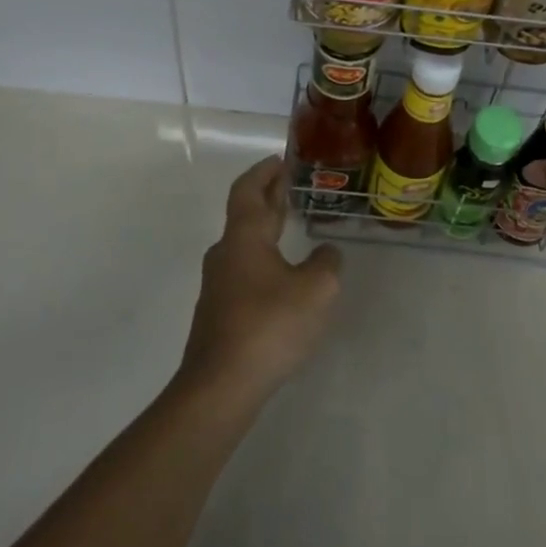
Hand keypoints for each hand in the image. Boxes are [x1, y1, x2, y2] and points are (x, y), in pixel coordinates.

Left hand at [179, 156, 342, 405]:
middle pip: (245, 213)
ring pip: (244, 244)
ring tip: (290, 227)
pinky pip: (244, 271)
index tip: (280, 159)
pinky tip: (282, 277)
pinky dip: (263, 258)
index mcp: (244, 237)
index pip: (249, 189)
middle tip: (290, 184)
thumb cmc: (269, 325)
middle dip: (267, 196)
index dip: (264, 171)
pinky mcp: (219, 313)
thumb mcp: (317, 289)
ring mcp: (218, 285)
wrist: (220, 387)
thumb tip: (325, 254)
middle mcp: (225, 253)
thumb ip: (326, 263)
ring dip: (265, 228)